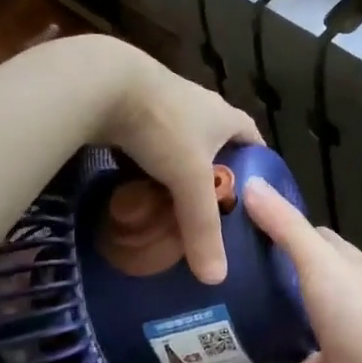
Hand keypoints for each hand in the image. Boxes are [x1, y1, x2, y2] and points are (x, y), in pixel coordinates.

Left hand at [87, 38, 260, 283]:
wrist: (103, 83)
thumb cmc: (162, 126)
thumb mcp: (188, 180)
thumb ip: (201, 227)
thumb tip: (216, 279)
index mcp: (223, 116)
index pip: (253, 139)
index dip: (258, 164)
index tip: (257, 193)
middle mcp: (198, 106)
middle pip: (216, 142)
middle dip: (217, 172)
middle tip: (213, 209)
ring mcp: (163, 104)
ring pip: (179, 143)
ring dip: (178, 169)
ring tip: (176, 205)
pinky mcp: (131, 109)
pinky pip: (148, 143)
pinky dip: (148, 164)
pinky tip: (139, 186)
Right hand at [228, 179, 361, 362]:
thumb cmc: (352, 308)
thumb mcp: (317, 255)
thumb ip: (284, 224)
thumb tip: (249, 185)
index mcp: (342, 272)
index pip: (312, 241)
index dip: (281, 228)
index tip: (241, 220)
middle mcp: (331, 307)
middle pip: (290, 285)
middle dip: (258, 277)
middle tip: (212, 265)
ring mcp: (317, 347)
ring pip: (277, 331)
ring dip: (248, 324)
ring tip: (203, 309)